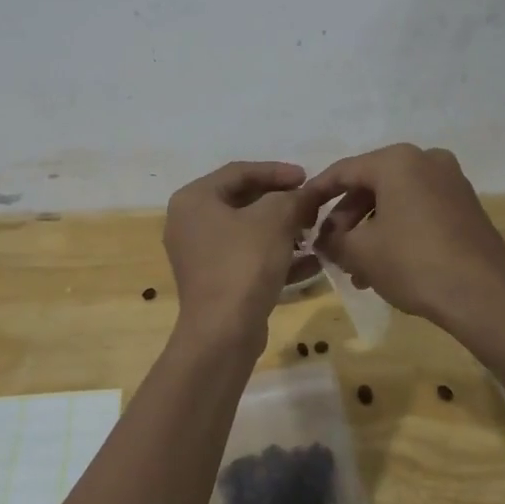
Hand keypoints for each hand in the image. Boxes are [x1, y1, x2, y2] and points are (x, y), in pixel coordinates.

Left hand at [163, 161, 319, 356]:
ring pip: (248, 232)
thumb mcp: (274, 220)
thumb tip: (308, 193)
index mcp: (194, 199)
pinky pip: (249, 259)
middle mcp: (190, 223)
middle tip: (312, 205)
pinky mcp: (215, 282)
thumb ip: (293, 198)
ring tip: (315, 232)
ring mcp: (201, 255)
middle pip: (243, 200)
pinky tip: (312, 262)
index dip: (277, 171)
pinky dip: (277, 257)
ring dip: (284, 230)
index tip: (308, 177)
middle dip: (282, 203)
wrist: (224, 332)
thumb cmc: (244, 263)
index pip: (239, 172)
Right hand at [306, 144, 504, 332]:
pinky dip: (397, 230)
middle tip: (330, 246)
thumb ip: (333, 240)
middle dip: (346, 218)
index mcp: (397, 161)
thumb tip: (323, 240)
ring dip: (371, 229)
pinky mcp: (466, 206)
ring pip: (396, 201)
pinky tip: (384, 265)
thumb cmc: (413, 263)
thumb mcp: (360, 252)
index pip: (343, 171)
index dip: (317, 192)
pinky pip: (419, 210)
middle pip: (371, 185)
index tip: (300, 212)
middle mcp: (426, 160)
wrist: (484, 296)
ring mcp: (451, 182)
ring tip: (355, 267)